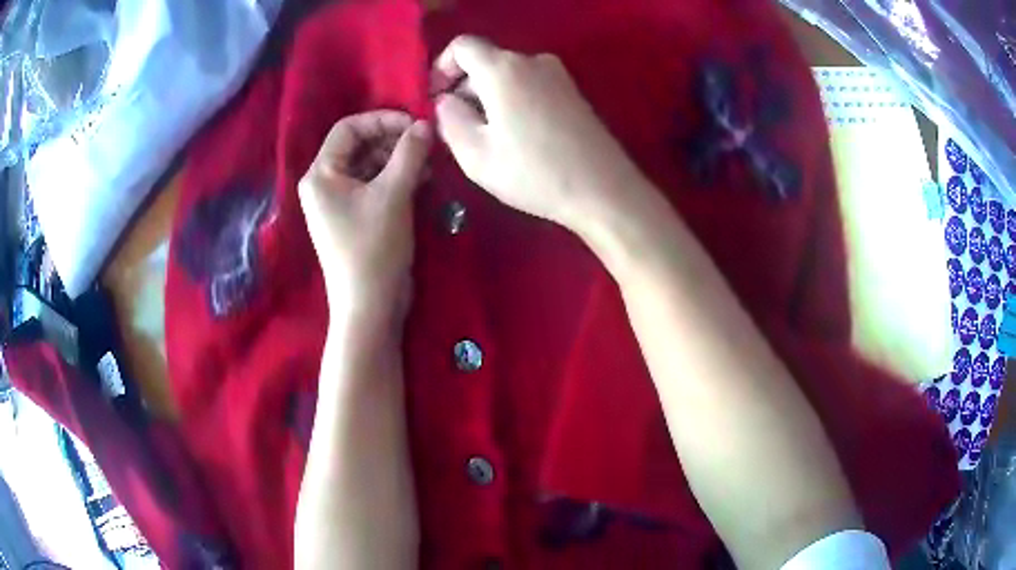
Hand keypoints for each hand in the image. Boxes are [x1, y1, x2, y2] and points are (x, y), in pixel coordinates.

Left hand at [298, 111, 431, 319]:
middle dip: (394, 141)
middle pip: (360, 145)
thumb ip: (409, 153)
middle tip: (427, 146)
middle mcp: (324, 184)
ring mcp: (338, 202)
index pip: (348, 128)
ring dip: (399, 160)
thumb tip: (425, 124)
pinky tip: (421, 181)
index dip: (383, 120)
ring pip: (369, 165)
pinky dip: (396, 179)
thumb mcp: (393, 195)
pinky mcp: (354, 217)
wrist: (370, 306)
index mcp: (321, 174)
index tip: (415, 127)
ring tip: (429, 166)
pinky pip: (374, 185)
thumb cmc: (374, 248)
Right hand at [434, 35, 647, 231]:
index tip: (436, 99)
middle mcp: (532, 60)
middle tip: (459, 129)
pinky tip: (518, 137)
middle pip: (486, 61)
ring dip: (489, 98)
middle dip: (464, 88)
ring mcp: (558, 75)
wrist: (602, 189)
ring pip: (508, 76)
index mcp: (503, 68)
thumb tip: (445, 100)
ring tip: (489, 139)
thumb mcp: (474, 153)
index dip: (441, 68)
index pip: (462, 46)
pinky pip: (530, 86)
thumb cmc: (533, 173)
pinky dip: (513, 101)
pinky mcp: (573, 92)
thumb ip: (449, 119)